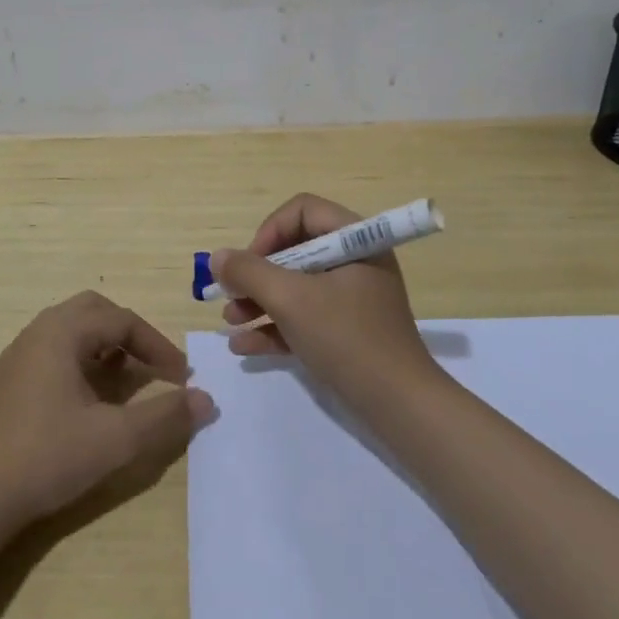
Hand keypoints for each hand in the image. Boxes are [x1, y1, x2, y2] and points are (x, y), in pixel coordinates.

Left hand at [0, 291, 215, 529]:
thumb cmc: (48, 457)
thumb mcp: (116, 439)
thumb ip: (165, 416)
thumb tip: (205, 399)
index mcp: (61, 332)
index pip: (121, 320)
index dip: (157, 345)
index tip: (181, 377)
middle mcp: (39, 332)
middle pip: (95, 312)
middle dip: (130, 335)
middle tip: (154, 365)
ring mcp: (20, 355)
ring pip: (73, 330)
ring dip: (106, 346)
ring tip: (127, 380)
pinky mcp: (11, 380)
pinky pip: (55, 350)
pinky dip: (83, 360)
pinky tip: (91, 397)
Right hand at [211, 193, 444, 411]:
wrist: (400, 407)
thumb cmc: (346, 339)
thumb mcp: (291, 300)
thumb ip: (249, 273)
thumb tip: (217, 257)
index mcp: (354, 241)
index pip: (302, 211)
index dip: (268, 232)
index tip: (248, 265)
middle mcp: (355, 262)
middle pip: (295, 250)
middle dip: (257, 274)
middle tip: (230, 295)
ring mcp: (353, 298)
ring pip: (296, 286)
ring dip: (259, 301)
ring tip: (230, 322)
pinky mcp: (348, 331)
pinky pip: (305, 316)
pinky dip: (276, 326)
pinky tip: (244, 346)